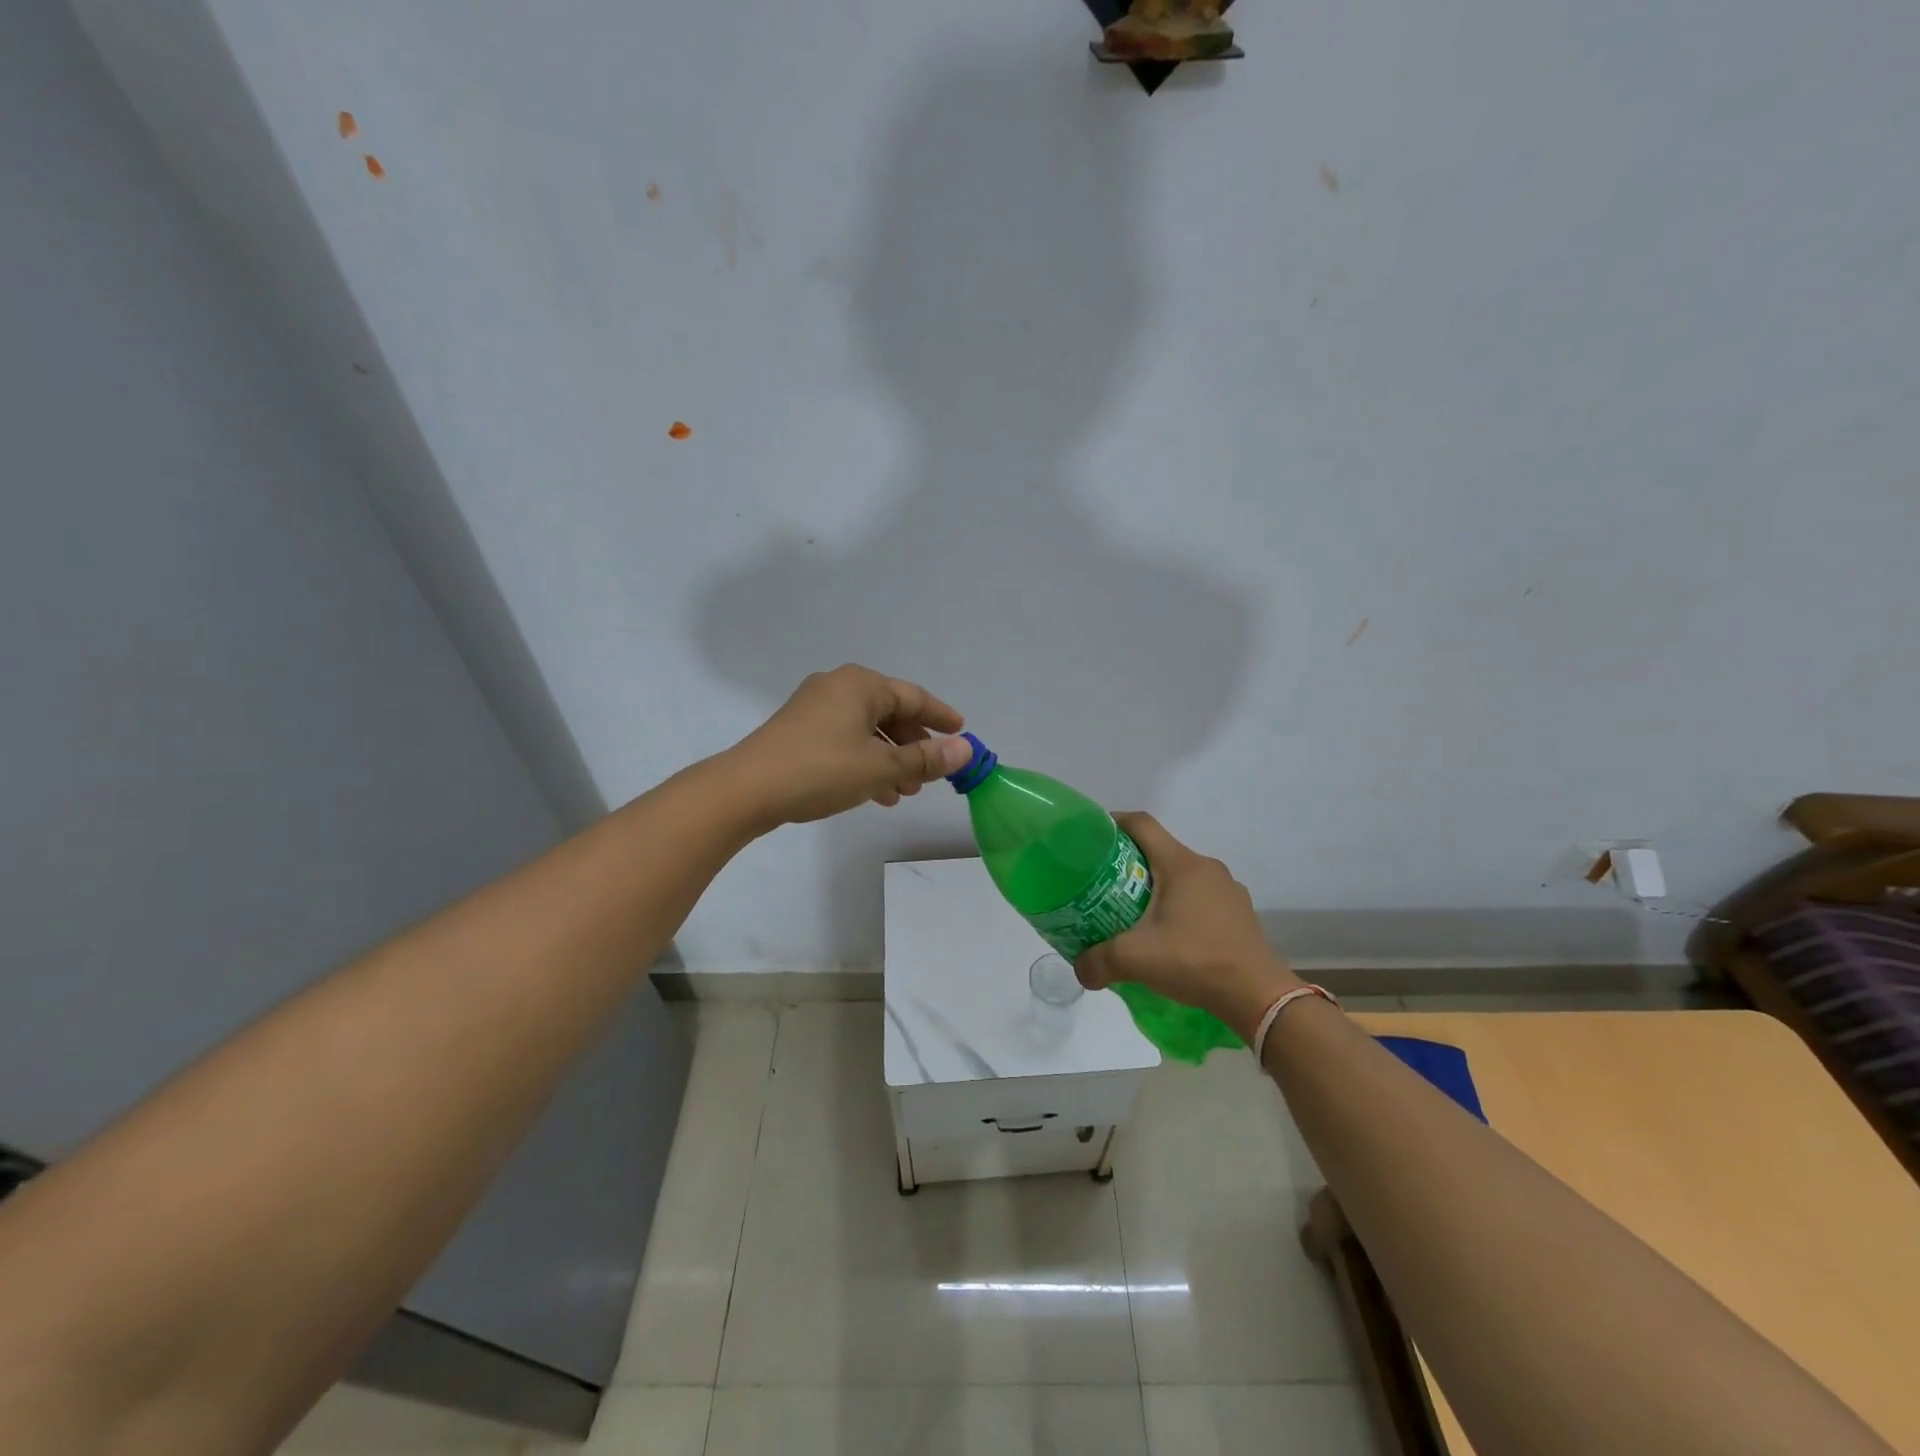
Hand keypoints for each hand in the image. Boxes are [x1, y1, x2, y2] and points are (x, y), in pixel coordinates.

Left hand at [725, 664, 971, 827]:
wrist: (746, 789)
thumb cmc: (820, 770)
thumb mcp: (880, 767)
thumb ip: (925, 758)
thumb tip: (965, 750)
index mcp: (861, 685)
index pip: (913, 697)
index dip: (940, 716)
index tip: (962, 732)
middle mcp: (838, 687)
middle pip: (889, 713)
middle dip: (912, 746)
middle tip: (930, 775)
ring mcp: (814, 708)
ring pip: (867, 731)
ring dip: (890, 759)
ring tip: (905, 792)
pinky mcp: (799, 731)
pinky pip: (845, 741)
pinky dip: (865, 762)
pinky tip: (874, 794)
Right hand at [1076, 812, 1301, 1042]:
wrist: (1258, 996)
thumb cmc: (1195, 960)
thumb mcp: (1136, 959)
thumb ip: (1098, 961)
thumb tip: (1079, 970)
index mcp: (1181, 865)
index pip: (1142, 824)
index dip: (1115, 823)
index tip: (1093, 836)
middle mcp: (1206, 868)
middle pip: (1160, 851)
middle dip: (1130, 863)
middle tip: (1105, 885)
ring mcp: (1228, 891)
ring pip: (1182, 877)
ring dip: (1157, 888)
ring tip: (1135, 914)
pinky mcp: (1240, 915)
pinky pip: (1201, 899)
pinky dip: (1180, 908)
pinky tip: (1170, 937)